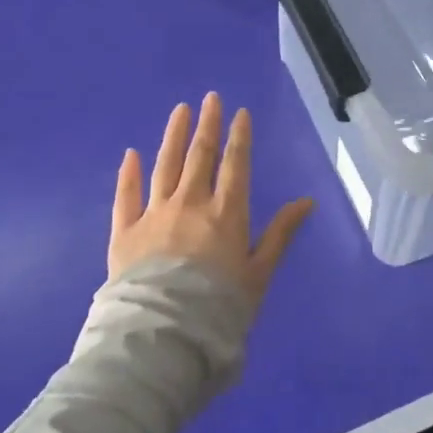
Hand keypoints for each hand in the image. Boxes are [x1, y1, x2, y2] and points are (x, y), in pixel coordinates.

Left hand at [108, 93, 313, 302]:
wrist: (164, 334)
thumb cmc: (220, 307)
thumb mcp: (260, 273)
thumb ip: (280, 234)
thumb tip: (306, 202)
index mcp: (226, 213)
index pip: (235, 165)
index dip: (239, 137)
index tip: (240, 112)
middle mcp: (190, 204)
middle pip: (200, 156)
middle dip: (207, 125)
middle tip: (210, 98)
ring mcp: (155, 214)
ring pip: (165, 166)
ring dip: (174, 136)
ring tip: (180, 111)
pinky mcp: (125, 231)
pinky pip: (127, 195)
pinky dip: (129, 173)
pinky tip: (131, 153)